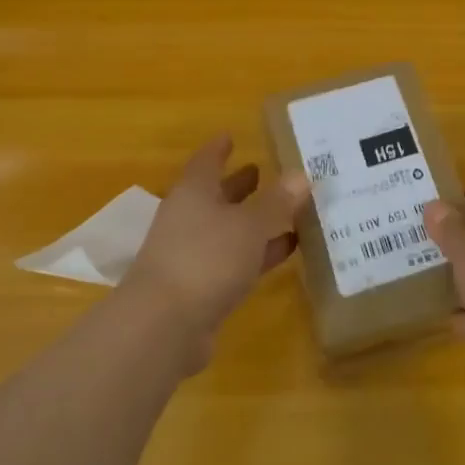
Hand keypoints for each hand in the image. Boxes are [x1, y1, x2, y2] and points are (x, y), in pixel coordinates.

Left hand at [122, 137, 308, 348]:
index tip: (232, 136)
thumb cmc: (206, 259)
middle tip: (265, 172)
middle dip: (239, 185)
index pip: (206, 161)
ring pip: (228, 230)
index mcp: (193, 193)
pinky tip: (286, 249)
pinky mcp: (201, 288)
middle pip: (216, 196)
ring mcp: (192, 255)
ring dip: (253, 221)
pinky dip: (258, 253)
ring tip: (287, 210)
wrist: (163, 327)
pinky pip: (235, 260)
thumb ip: (277, 201)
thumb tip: (301, 174)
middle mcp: (189, 219)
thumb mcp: (249, 225)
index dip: (219, 149)